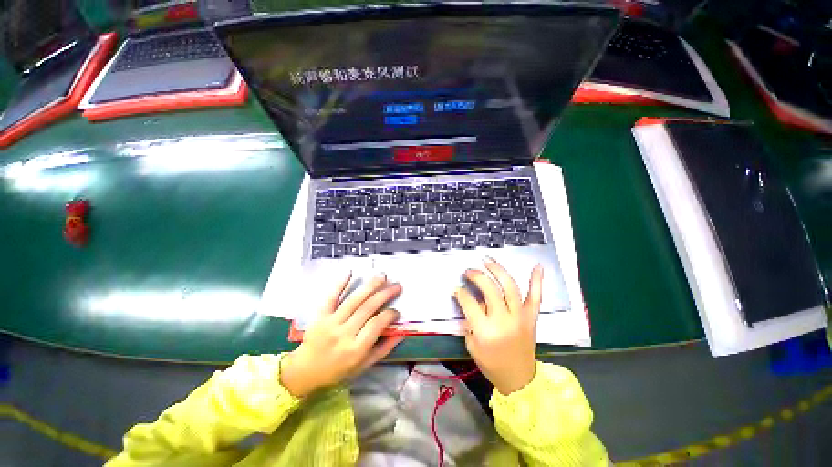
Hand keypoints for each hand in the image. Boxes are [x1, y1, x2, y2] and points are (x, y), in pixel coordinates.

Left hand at [280, 273, 403, 397]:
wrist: (305, 371)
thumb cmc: (338, 370)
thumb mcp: (363, 366)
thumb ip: (383, 349)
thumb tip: (401, 333)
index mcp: (356, 349)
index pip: (377, 324)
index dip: (390, 314)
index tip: (396, 311)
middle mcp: (344, 333)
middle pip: (368, 308)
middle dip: (385, 294)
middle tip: (396, 285)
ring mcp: (331, 322)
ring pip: (354, 300)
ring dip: (370, 286)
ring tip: (382, 276)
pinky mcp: (320, 315)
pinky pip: (331, 297)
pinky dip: (340, 284)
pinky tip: (350, 272)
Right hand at [455, 258, 542, 394]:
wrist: (519, 379)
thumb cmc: (491, 363)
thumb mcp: (472, 345)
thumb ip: (469, 321)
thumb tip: (469, 301)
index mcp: (485, 331)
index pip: (469, 303)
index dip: (461, 292)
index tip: (457, 288)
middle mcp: (503, 320)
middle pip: (489, 289)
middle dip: (477, 276)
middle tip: (469, 271)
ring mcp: (520, 317)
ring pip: (510, 287)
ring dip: (498, 270)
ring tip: (487, 261)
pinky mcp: (531, 317)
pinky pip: (536, 297)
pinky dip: (537, 281)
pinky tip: (537, 265)